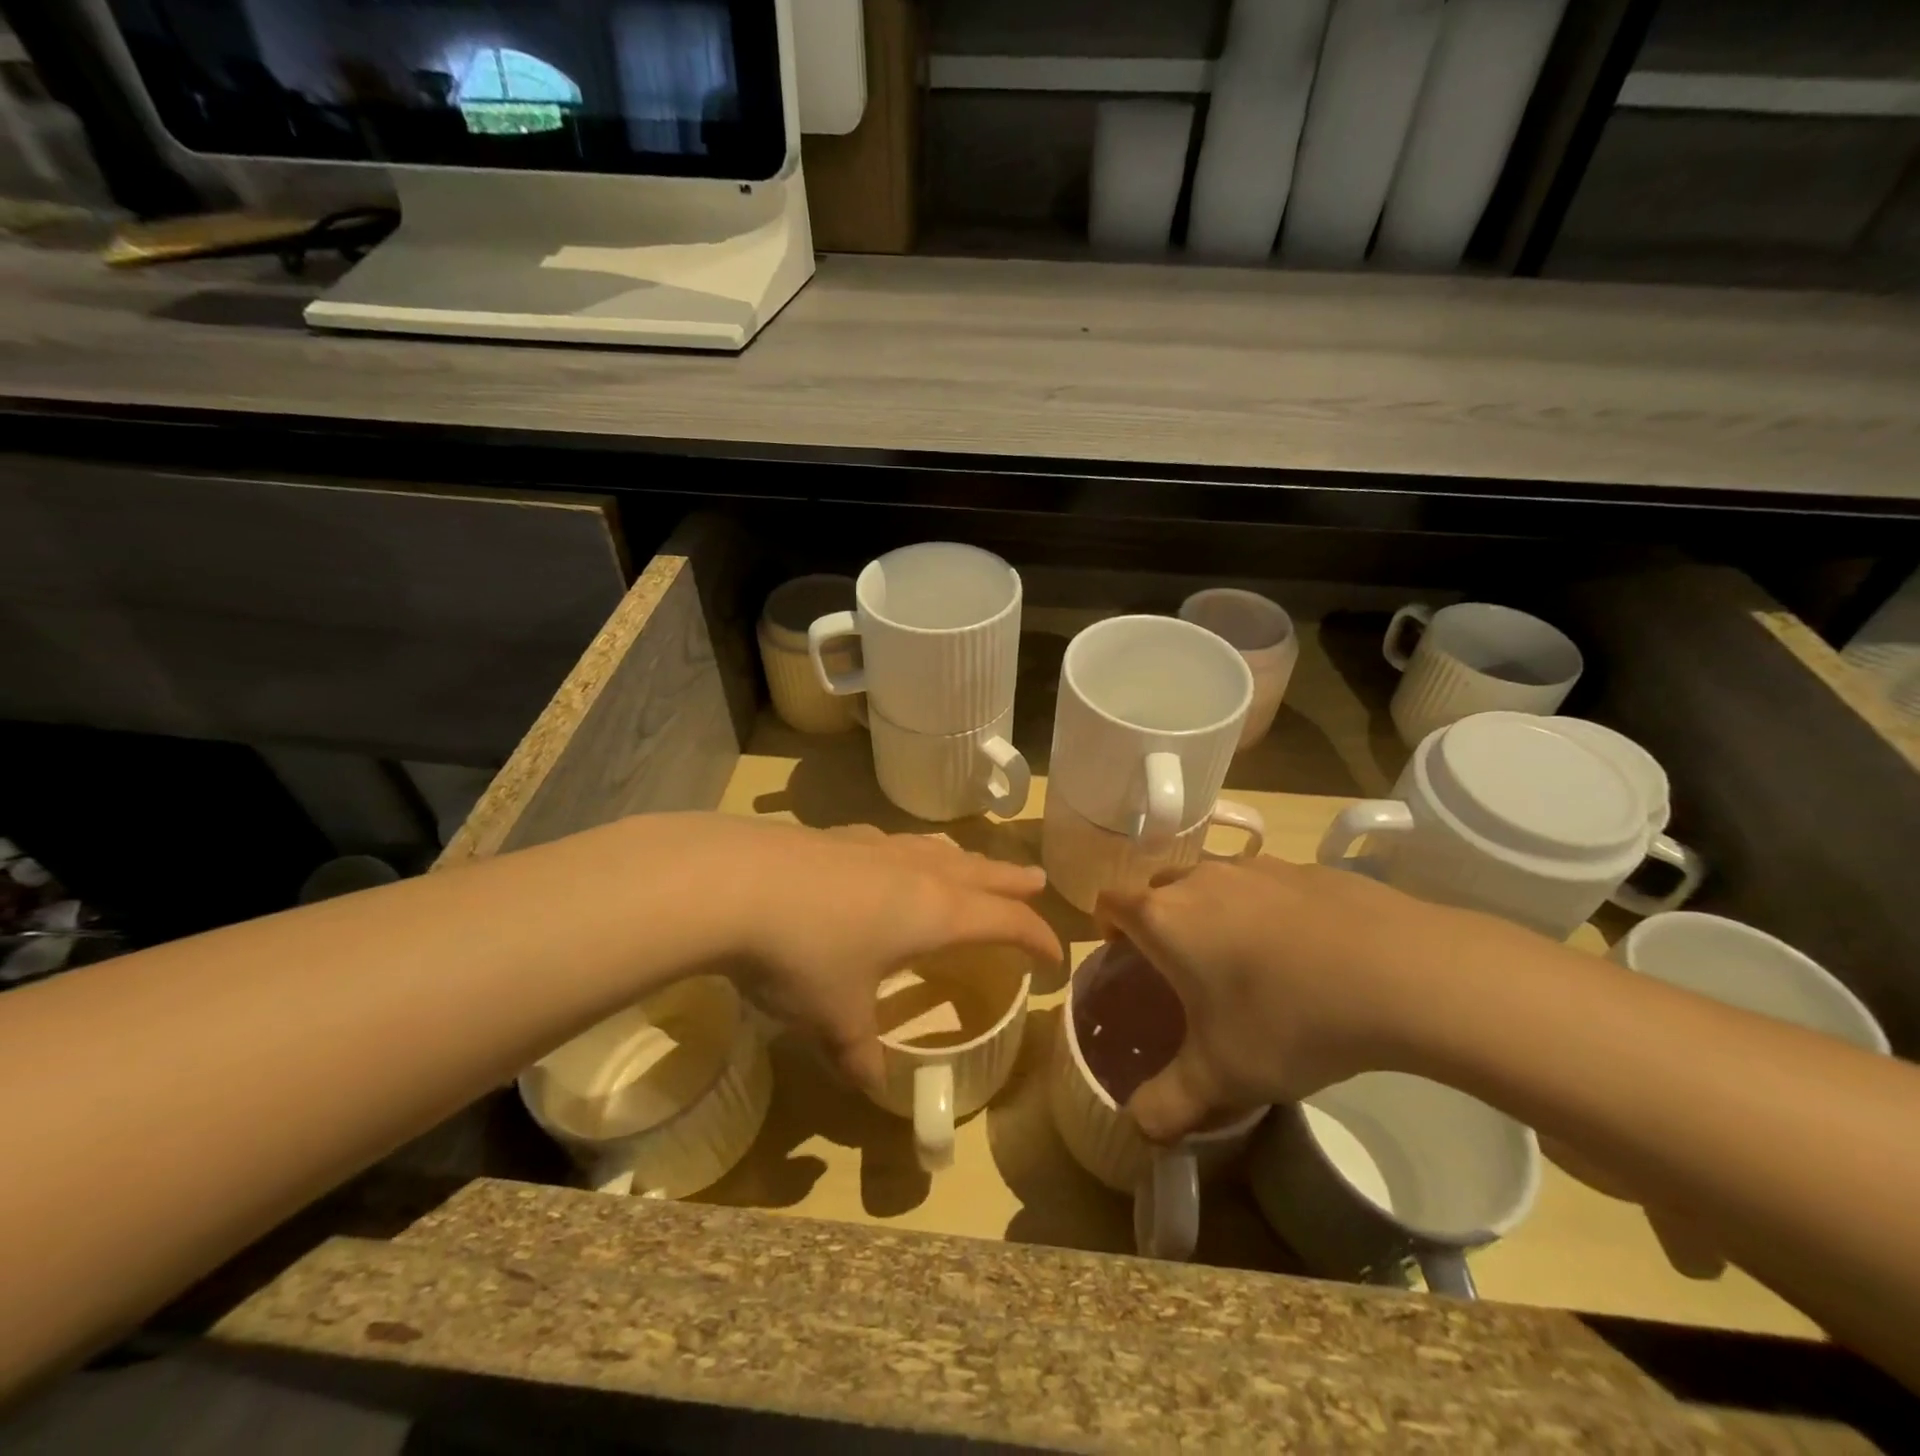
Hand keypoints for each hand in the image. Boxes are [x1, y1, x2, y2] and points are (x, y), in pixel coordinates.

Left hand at [709, 820, 1059, 1088]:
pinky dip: (913, 852)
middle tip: (1039, 882)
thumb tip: (873, 1087)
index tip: (1054, 957)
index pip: (1006, 921)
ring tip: (974, 865)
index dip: (1037, 938)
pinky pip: (895, 842)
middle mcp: (917, 871)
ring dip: (967, 860)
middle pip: (983, 873)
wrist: (736, 883)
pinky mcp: (840, 836)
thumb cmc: (805, 956)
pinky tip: (893, 856)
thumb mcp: (837, 1018)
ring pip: (940, 850)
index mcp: (936, 912)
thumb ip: (860, 1054)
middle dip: (1013, 882)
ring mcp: (878, 846)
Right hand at [1095, 856, 1527, 1140]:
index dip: (1106, 925)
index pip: (1110, 902)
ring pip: (1214, 882)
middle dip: (1160, 920)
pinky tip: (1305, 953)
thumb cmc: (1286, 1019)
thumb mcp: (1222, 1077)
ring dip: (1214, 912)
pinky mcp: (1308, 869)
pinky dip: (1267, 909)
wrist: (1398, 973)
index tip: (1121, 956)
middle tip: (1183, 968)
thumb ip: (1168, 1104)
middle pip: (1159, 888)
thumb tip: (1138, 1129)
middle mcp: (1201, 880)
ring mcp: (1257, 867)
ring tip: (1246, 962)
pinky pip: (1267, 885)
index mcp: (1165, 918)